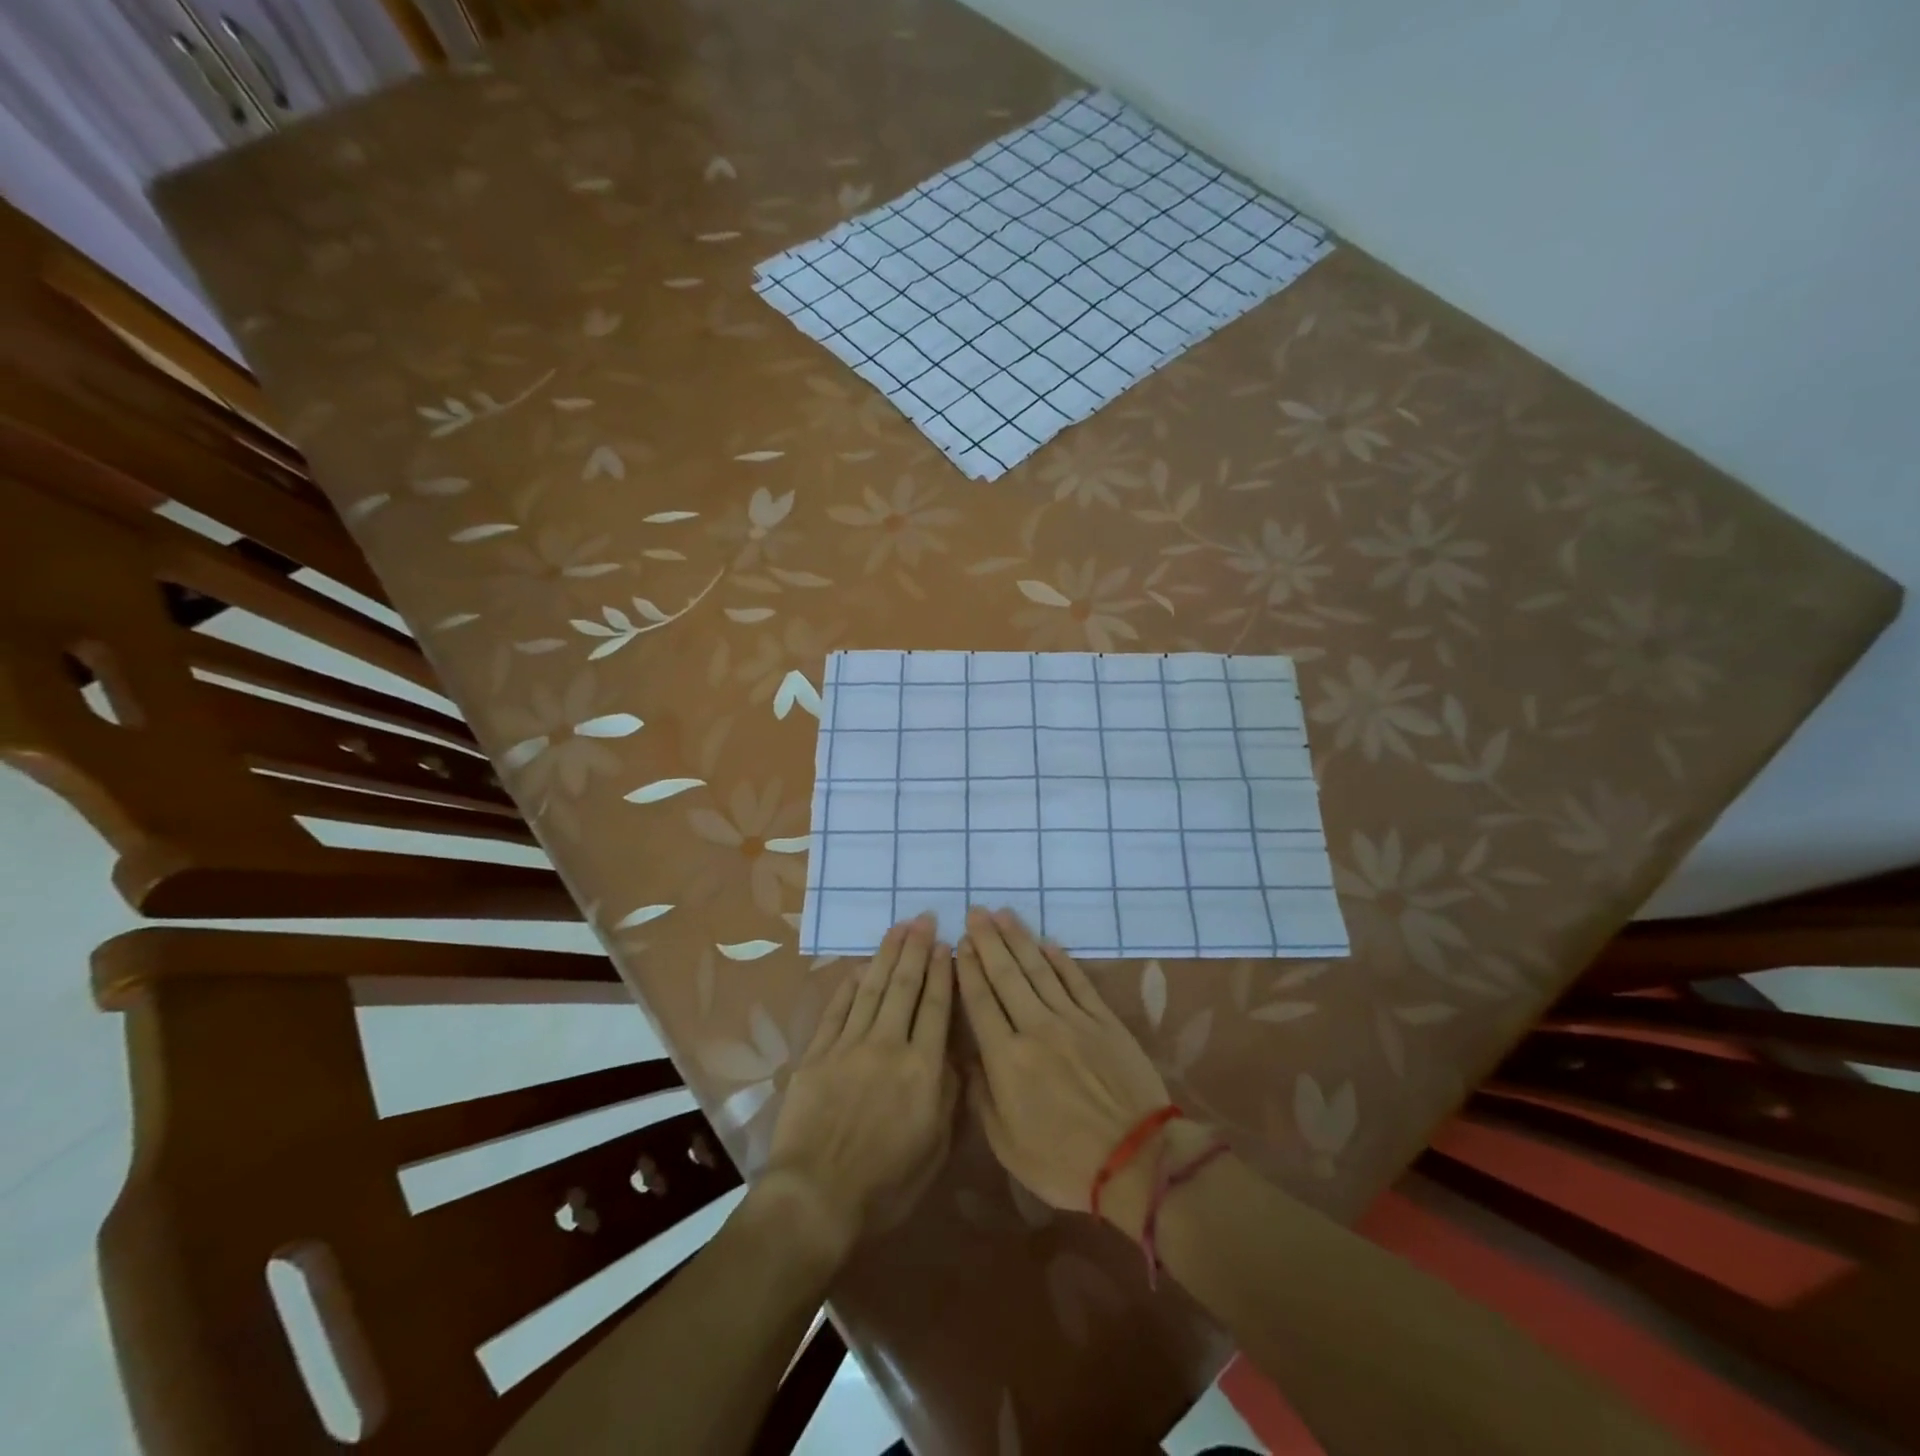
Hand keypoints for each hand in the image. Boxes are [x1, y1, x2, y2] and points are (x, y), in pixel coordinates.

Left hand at [762, 914, 956, 1261]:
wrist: (816, 1197)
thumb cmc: (886, 1183)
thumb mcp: (936, 1147)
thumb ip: (949, 1094)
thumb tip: (957, 1053)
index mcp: (922, 1068)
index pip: (936, 1006)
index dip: (942, 972)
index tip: (946, 944)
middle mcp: (888, 1045)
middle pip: (905, 986)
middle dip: (916, 949)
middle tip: (924, 918)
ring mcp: (849, 1045)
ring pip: (872, 989)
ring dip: (886, 955)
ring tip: (898, 928)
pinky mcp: (818, 1053)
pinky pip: (837, 1009)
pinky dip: (849, 985)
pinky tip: (859, 968)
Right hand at [955, 907, 1175, 1226]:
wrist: (1137, 1161)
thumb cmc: (1064, 1162)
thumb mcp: (1007, 1144)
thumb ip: (982, 1096)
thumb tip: (967, 1058)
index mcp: (1006, 1059)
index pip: (981, 1002)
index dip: (968, 969)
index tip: (959, 943)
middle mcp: (1036, 1028)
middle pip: (1007, 975)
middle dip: (988, 941)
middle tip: (975, 912)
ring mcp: (1073, 1020)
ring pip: (1039, 969)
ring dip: (1019, 939)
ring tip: (1003, 914)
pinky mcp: (1103, 1020)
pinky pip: (1077, 981)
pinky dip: (1061, 959)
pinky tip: (1047, 942)